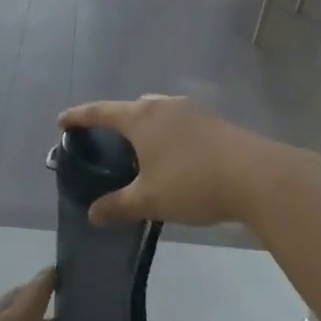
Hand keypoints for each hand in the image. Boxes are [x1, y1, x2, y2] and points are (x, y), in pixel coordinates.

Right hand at [57, 95, 286, 228]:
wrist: (258, 177)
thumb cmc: (193, 183)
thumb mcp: (150, 200)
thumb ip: (118, 206)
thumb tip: (92, 214)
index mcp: (141, 118)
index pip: (101, 112)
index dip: (79, 117)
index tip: (62, 121)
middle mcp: (164, 106)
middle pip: (132, 108)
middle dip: (117, 121)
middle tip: (107, 140)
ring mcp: (193, 112)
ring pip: (159, 114)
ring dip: (147, 128)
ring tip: (143, 151)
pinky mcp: (215, 123)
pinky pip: (180, 124)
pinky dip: (169, 136)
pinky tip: (175, 159)